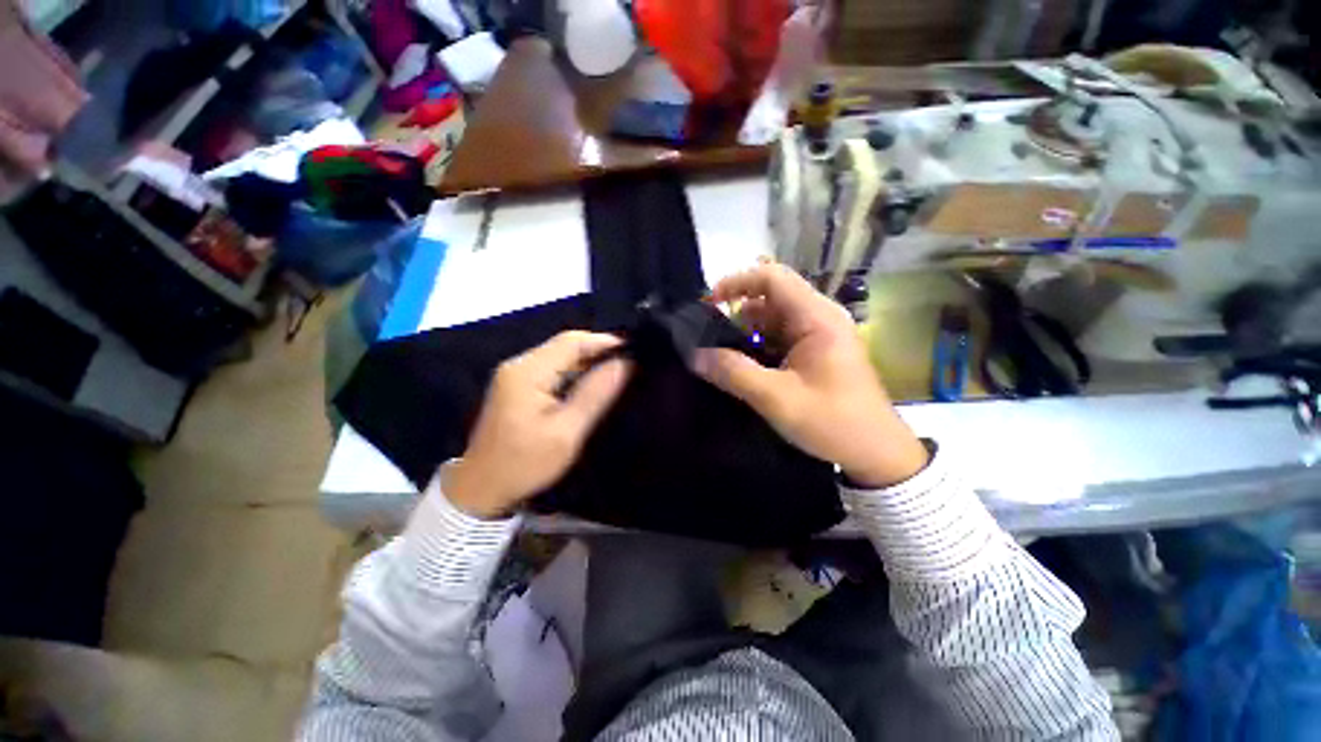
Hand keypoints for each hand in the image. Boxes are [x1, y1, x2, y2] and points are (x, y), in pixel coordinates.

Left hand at [442, 331, 631, 518]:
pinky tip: (592, 384)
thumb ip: (595, 394)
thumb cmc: (526, 463)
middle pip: (565, 345)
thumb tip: (624, 363)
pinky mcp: (518, 385)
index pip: (571, 342)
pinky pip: (553, 369)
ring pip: (560, 356)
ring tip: (618, 373)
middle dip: (598, 351)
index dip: (604, 341)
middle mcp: (519, 364)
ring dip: (588, 362)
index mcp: (527, 371)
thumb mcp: (567, 432)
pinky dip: (575, 372)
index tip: (634, 351)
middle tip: (629, 364)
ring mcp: (516, 374)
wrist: (483, 488)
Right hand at [693, 261, 927, 487]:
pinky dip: (757, 347)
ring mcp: (818, 335)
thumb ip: (733, 373)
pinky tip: (741, 366)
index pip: (772, 277)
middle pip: (770, 298)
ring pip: (772, 320)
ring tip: (719, 355)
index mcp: (817, 317)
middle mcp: (819, 317)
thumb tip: (695, 355)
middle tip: (707, 338)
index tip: (708, 304)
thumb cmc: (833, 422)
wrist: (876, 453)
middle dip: (736, 313)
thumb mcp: (776, 398)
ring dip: (745, 334)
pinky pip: (779, 338)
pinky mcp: (815, 352)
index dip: (737, 282)